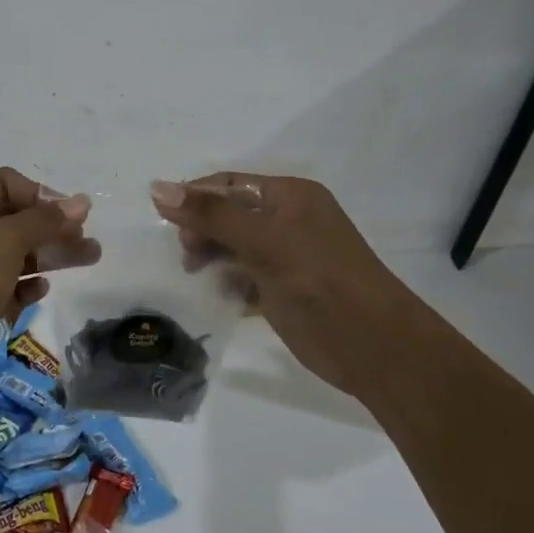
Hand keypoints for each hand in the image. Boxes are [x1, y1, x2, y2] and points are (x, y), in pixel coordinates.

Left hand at [0, 167, 96, 392]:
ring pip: (14, 254)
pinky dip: (25, 286)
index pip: (5, 184)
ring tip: (89, 259)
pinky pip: (5, 285)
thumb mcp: (4, 241)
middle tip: (88, 239)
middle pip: (14, 220)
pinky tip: (41, 292)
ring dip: (49, 255)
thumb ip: (44, 220)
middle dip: (52, 227)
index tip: (73, 215)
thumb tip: (81, 201)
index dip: (40, 195)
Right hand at [150, 172, 400, 390]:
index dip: (194, 196)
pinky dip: (225, 281)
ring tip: (195, 273)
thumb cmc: (320, 281)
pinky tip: (216, 294)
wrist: (376, 349)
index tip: (162, 219)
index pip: (229, 184)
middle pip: (229, 214)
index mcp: (290, 196)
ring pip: (233, 246)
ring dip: (211, 256)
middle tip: (187, 255)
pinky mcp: (283, 290)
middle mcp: (288, 220)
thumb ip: (211, 216)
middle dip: (201, 229)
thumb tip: (157, 188)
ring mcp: (286, 256)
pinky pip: (243, 276)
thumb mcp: (264, 242)